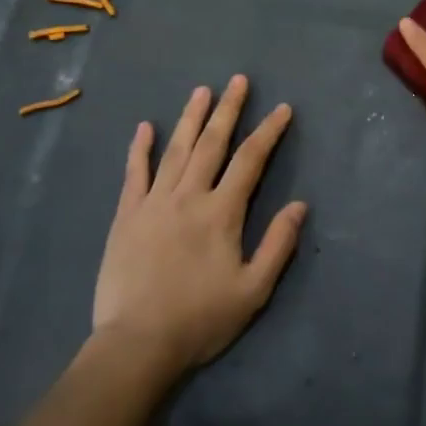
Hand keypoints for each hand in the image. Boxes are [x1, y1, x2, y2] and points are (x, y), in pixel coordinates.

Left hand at [91, 76, 306, 374]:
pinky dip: (140, 149)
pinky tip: (144, 127)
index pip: (250, 160)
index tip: (282, 109)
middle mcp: (189, 196)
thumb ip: (278, 244)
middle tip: (238, 80)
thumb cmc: (201, 319)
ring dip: (190, 118)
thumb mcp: (254, 290)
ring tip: (201, 90)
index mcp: (222, 212)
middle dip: (228, 110)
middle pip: (212, 143)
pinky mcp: (126, 216)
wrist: (137, 344)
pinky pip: (134, 174)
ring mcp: (154, 203)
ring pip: (175, 150)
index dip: (269, 132)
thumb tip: (299, 204)